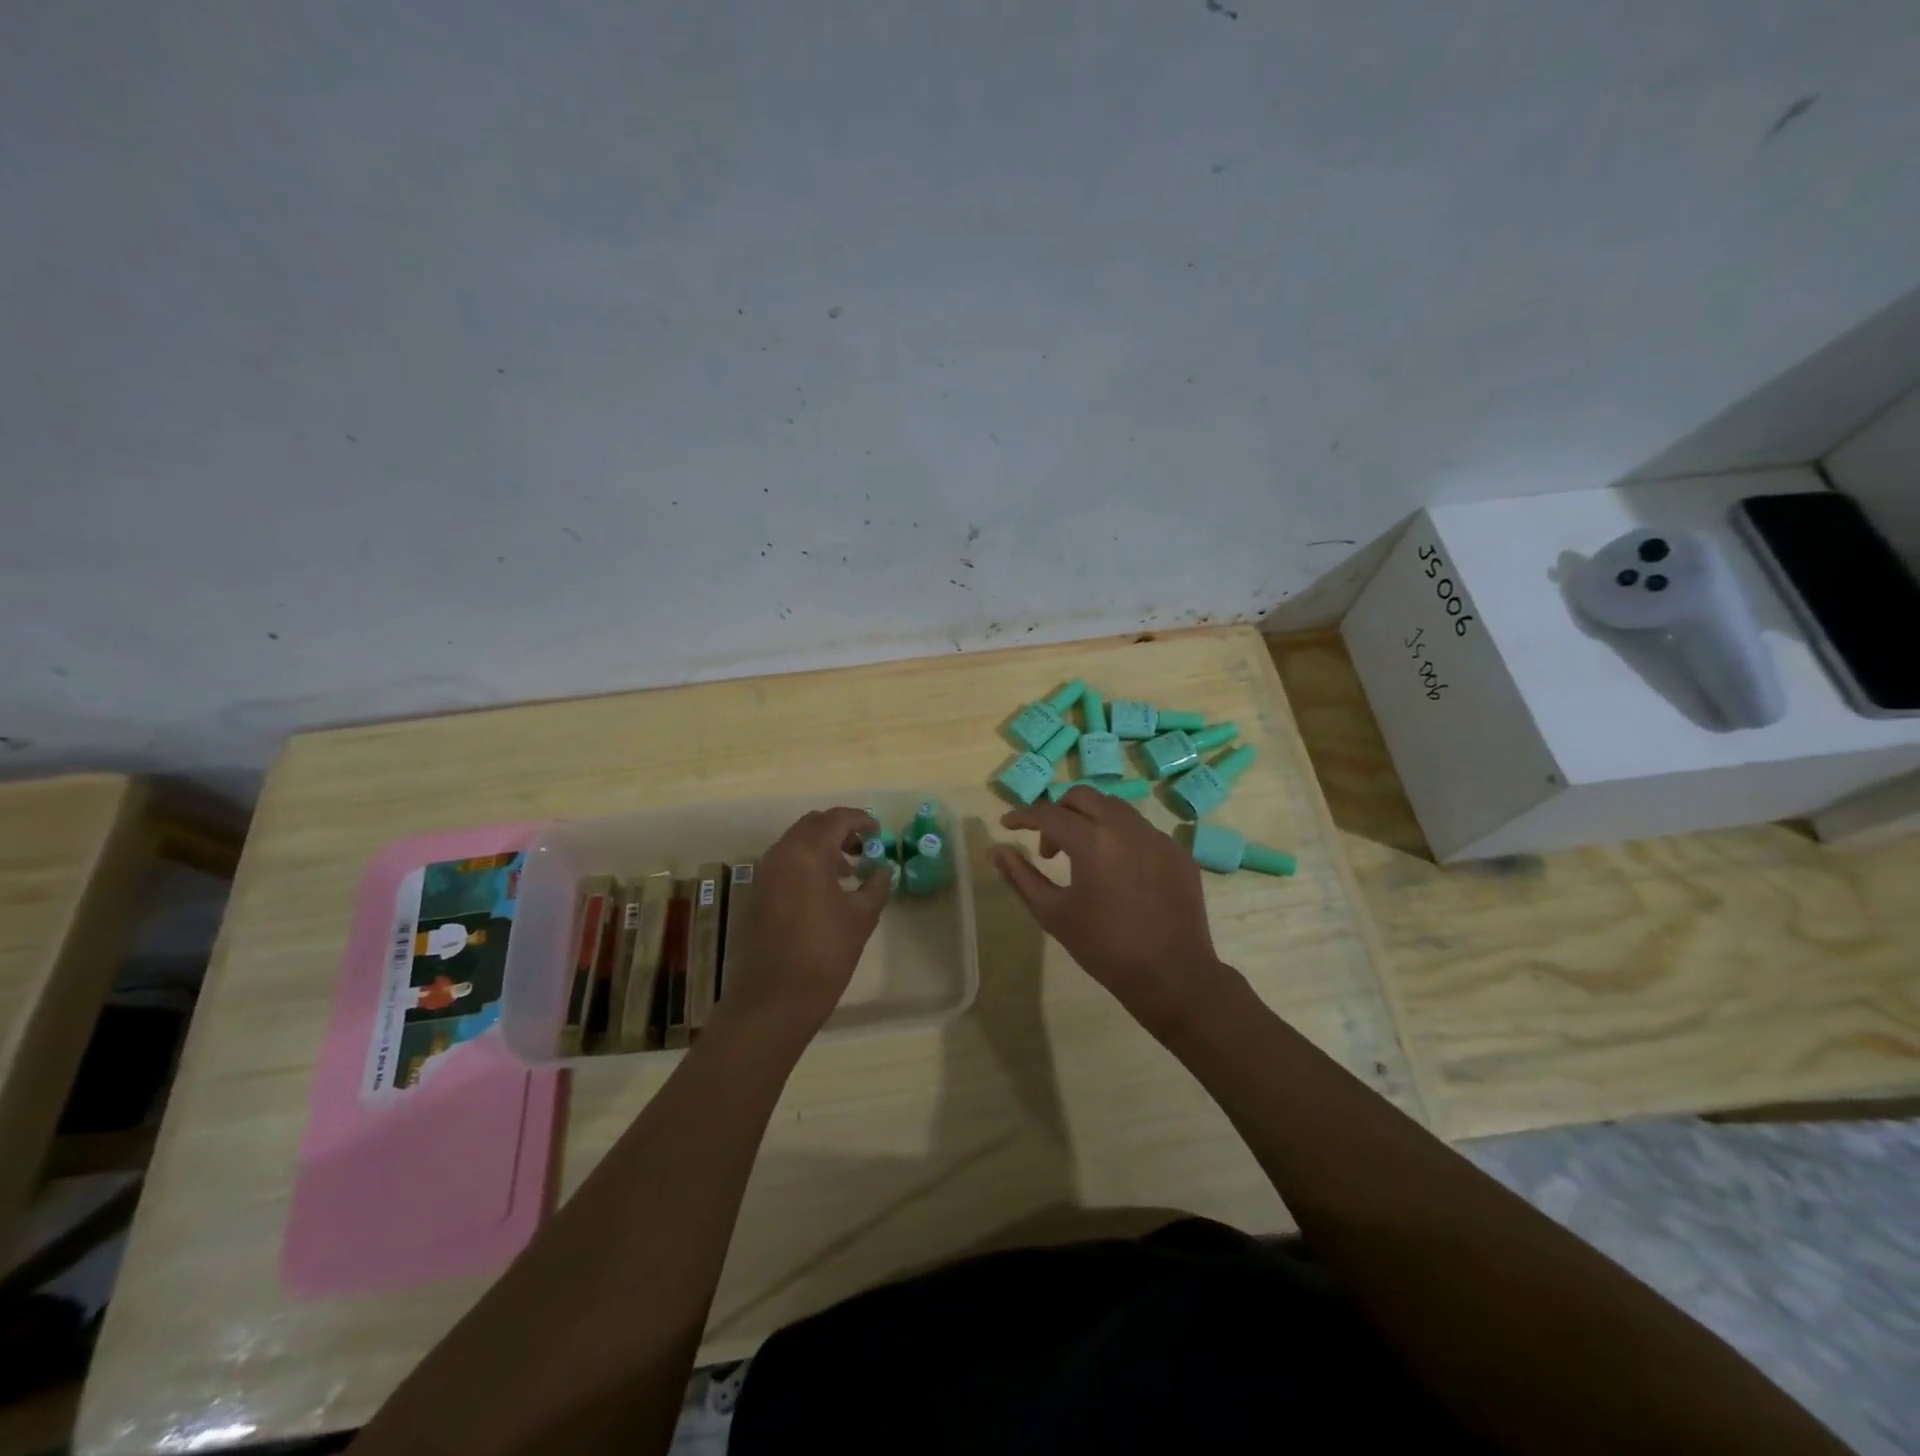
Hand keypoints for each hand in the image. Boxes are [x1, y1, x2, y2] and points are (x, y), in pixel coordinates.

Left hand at [708, 807, 890, 1047]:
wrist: (774, 998)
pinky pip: (784, 863)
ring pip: (796, 843)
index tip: (879, 833)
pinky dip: (806, 863)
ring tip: (848, 870)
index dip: (861, 820)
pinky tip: (824, 890)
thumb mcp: (862, 917)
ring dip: (822, 847)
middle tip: (864, 848)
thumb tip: (883, 868)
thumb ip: (876, 884)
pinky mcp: (757, 893)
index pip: (837, 818)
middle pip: (813, 825)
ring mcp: (764, 873)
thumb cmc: (825, 953)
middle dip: (840, 830)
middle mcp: (781, 853)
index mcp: (808, 852)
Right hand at [992, 788, 1238, 1040]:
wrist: (1171, 975)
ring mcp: (1157, 837)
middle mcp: (1126, 827)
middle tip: (1049, 847)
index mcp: (1093, 841)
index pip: (1048, 813)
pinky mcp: (1177, 851)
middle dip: (1058, 812)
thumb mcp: (1052, 913)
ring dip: (1090, 820)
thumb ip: (1021, 876)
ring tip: (1083, 858)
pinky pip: (1141, 830)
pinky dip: (1119, 837)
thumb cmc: (1104, 947)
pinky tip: (1117, 871)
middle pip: (1083, 797)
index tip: (1007, 825)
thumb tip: (995, 850)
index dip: (1023, 816)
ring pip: (1115, 808)